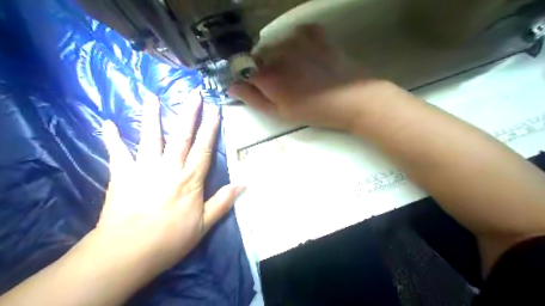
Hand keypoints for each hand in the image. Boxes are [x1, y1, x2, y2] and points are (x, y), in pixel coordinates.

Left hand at [91, 91, 241, 277]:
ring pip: (150, 137)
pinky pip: (117, 153)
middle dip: (188, 114)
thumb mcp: (204, 225)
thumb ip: (223, 202)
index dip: (211, 129)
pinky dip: (112, 138)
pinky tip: (107, 123)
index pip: (204, 148)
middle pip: (181, 136)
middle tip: (193, 94)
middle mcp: (168, 168)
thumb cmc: (170, 239)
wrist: (127, 253)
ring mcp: (143, 169)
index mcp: (189, 180)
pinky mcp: (122, 175)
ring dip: (152, 116)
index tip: (215, 110)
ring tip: (151, 96)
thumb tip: (244, 184)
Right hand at [229, 22, 386, 129]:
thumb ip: (254, 99)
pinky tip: (305, 52)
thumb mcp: (281, 113)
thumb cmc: (314, 111)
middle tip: (281, 83)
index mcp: (268, 75)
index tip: (258, 87)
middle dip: (264, 68)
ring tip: (295, 70)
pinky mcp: (317, 36)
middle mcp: (278, 54)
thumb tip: (231, 87)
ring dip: (280, 54)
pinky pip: (300, 32)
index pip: (245, 71)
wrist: (351, 100)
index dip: (249, 79)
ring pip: (277, 43)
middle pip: (260, 56)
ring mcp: (298, 42)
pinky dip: (298, 40)